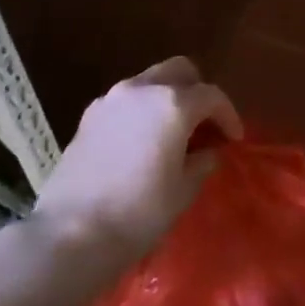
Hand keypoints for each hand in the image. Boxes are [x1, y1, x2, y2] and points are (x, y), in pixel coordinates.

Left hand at [30, 57, 240, 263]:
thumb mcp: (183, 191)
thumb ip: (201, 162)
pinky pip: (125, 101)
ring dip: (167, 98)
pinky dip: (141, 110)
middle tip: (204, 123)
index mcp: (172, 104)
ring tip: (173, 132)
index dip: (228, 115)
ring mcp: (110, 100)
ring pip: (149, 81)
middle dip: (197, 91)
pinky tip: (142, 141)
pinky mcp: (88, 117)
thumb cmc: (138, 213)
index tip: (234, 138)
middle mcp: (141, 90)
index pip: (211, 96)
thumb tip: (206, 152)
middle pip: (179, 71)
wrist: (70, 234)